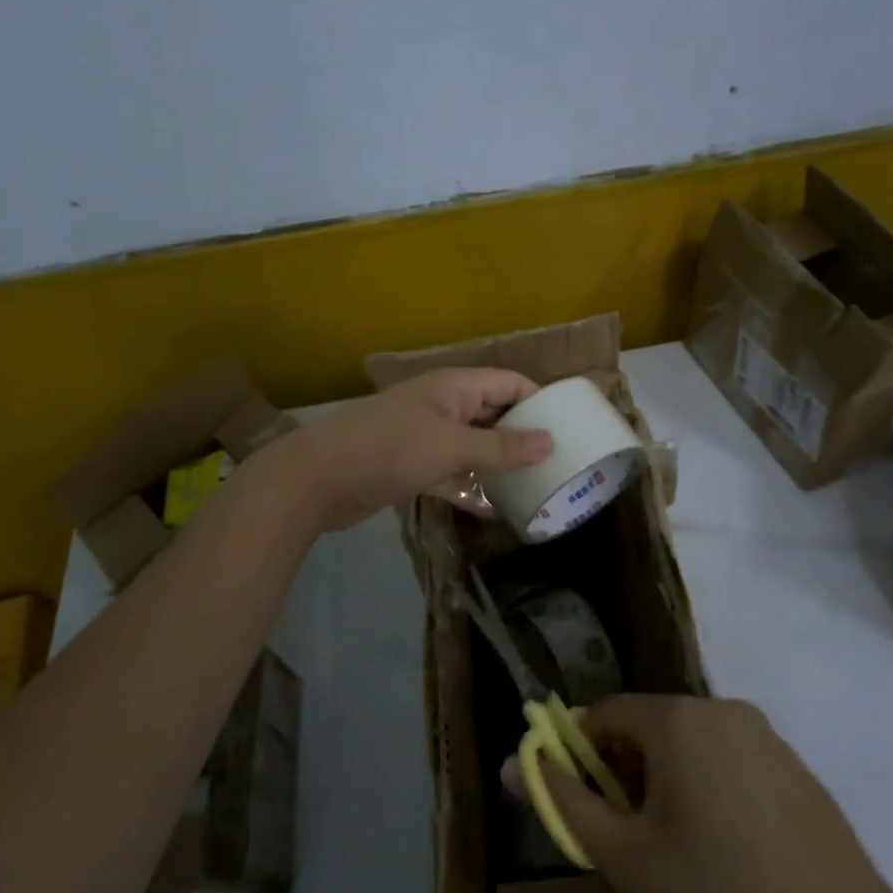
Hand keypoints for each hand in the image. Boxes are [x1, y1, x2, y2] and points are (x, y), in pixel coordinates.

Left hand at [274, 368, 554, 531]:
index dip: (539, 398)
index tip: (572, 424)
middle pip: (493, 414)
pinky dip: (471, 488)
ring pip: (474, 447)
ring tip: (539, 485)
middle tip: (562, 459)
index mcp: (454, 387)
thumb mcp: (451, 446)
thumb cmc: (389, 449)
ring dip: (500, 464)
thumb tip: (551, 441)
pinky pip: (452, 474)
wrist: (319, 478)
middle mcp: (443, 407)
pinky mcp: (412, 467)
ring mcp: (426, 438)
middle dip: (523, 434)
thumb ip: (501, 447)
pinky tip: (497, 511)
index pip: (508, 382)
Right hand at [535, 696, 892, 892]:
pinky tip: (735, 854)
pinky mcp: (799, 769)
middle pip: (653, 726)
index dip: (586, 754)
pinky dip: (717, 790)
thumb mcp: (623, 856)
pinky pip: (735, 762)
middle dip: (631, 770)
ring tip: (685, 851)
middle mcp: (723, 709)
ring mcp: (768, 737)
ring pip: (695, 744)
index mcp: (678, 718)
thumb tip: (513, 763)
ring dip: (673, 780)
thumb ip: (562, 801)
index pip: (608, 713)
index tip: (590, 805)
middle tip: (637, 836)